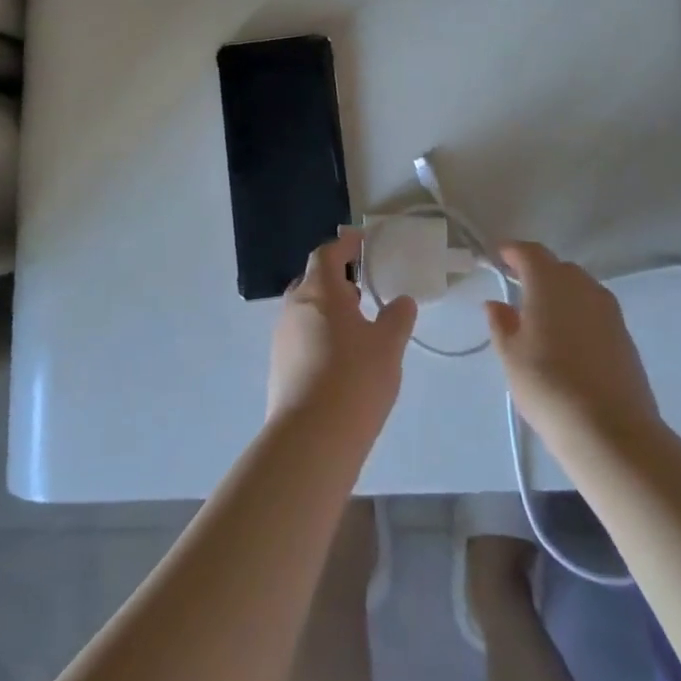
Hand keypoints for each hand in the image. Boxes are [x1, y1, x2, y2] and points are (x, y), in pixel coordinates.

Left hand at [268, 231, 417, 433]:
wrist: (310, 439)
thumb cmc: (354, 379)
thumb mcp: (388, 345)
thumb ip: (397, 318)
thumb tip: (401, 301)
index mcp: (319, 291)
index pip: (327, 254)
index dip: (344, 245)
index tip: (360, 240)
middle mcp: (294, 308)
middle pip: (311, 281)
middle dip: (334, 279)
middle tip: (360, 287)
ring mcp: (281, 339)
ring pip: (305, 311)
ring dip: (327, 310)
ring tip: (354, 325)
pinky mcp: (278, 368)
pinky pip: (300, 338)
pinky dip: (319, 336)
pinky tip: (339, 359)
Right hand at [485, 242, 660, 456]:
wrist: (611, 430)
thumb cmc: (548, 385)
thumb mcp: (510, 355)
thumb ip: (501, 323)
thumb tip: (496, 303)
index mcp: (549, 281)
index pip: (529, 252)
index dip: (512, 252)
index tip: (498, 258)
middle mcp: (582, 285)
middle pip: (557, 267)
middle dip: (537, 273)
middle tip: (518, 291)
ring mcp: (609, 310)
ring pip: (579, 289)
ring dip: (560, 294)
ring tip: (544, 319)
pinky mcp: (625, 335)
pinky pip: (595, 311)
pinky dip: (579, 315)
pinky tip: (569, 342)